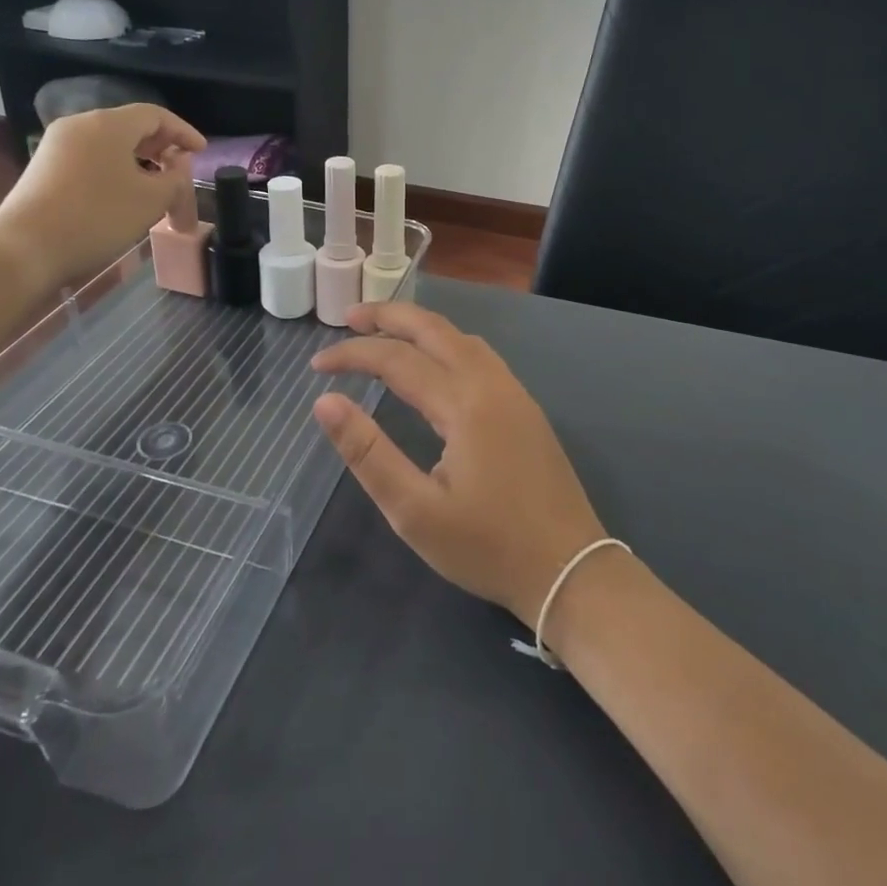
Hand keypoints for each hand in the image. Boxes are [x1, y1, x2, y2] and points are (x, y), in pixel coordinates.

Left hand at [0, 104, 203, 292]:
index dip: (183, 131)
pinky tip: (123, 194)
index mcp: (108, 124)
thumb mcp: (151, 200)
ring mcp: (57, 145)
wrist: (27, 248)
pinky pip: (91, 158)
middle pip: (130, 126)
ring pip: (109, 144)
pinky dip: (115, 169)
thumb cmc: (98, 217)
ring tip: (155, 185)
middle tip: (180, 168)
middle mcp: (80, 125)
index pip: (155, 115)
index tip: (202, 151)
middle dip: (161, 146)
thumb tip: (177, 164)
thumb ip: (175, 177)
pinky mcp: (45, 167)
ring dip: (138, 160)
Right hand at [311, 304, 607, 626]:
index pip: (396, 359)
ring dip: (421, 327)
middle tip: (348, 317)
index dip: (352, 355)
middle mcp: (491, 384)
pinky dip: (447, 343)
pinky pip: (481, 356)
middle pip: (435, 329)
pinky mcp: (526, 409)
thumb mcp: (415, 512)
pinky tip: (435, 363)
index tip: (316, 365)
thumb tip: (326, 403)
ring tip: (385, 332)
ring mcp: (515, 393)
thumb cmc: (487, 547)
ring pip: (462, 338)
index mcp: (464, 404)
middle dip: (389, 316)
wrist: (570, 569)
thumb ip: (368, 453)